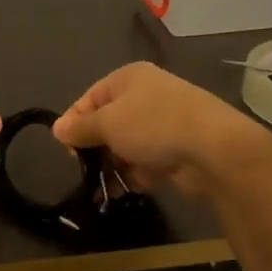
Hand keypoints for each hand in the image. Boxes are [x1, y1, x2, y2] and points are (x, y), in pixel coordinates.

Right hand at [52, 62, 270, 196]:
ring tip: (103, 187)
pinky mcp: (175, 149)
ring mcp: (162, 123)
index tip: (68, 150)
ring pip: (125, 146)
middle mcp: (145, 96)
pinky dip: (133, 175)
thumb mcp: (107, 123)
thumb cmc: (153, 125)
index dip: (74, 124)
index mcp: (128, 78)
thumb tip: (58, 129)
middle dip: (94, 148)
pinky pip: (144, 162)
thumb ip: (80, 128)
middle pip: (107, 124)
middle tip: (86, 168)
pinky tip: (123, 191)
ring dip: (112, 166)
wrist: (213, 148)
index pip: (88, 99)